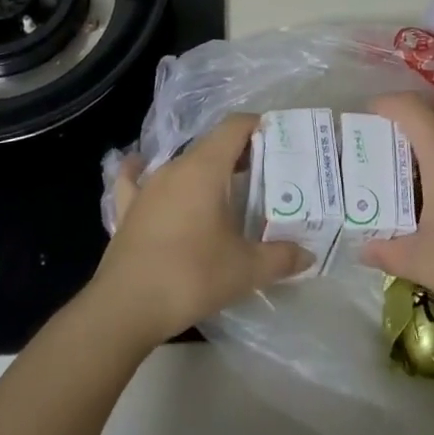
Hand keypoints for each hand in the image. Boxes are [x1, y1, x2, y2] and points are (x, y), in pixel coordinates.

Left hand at [91, 113, 311, 348]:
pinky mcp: (128, 209)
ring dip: (205, 169)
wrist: (125, 308)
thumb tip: (308, 253)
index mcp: (206, 168)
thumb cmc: (191, 276)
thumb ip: (280, 257)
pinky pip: (135, 180)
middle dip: (239, 153)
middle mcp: (176, 167)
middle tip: (263, 174)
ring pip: (182, 163)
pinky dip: (142, 172)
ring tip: (225, 189)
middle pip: (212, 144)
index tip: (279, 140)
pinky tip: (140, 168)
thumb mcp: (245, 269)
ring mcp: (148, 186)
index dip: (258, 126)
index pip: (235, 127)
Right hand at [359, 92, 433, 334]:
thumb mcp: (421, 262)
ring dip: (431, 158)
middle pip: (433, 125)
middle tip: (383, 161)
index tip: (368, 116)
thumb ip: (386, 251)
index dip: (387, 104)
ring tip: (413, 189)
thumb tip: (363, 248)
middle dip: (405, 136)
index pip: (412, 109)